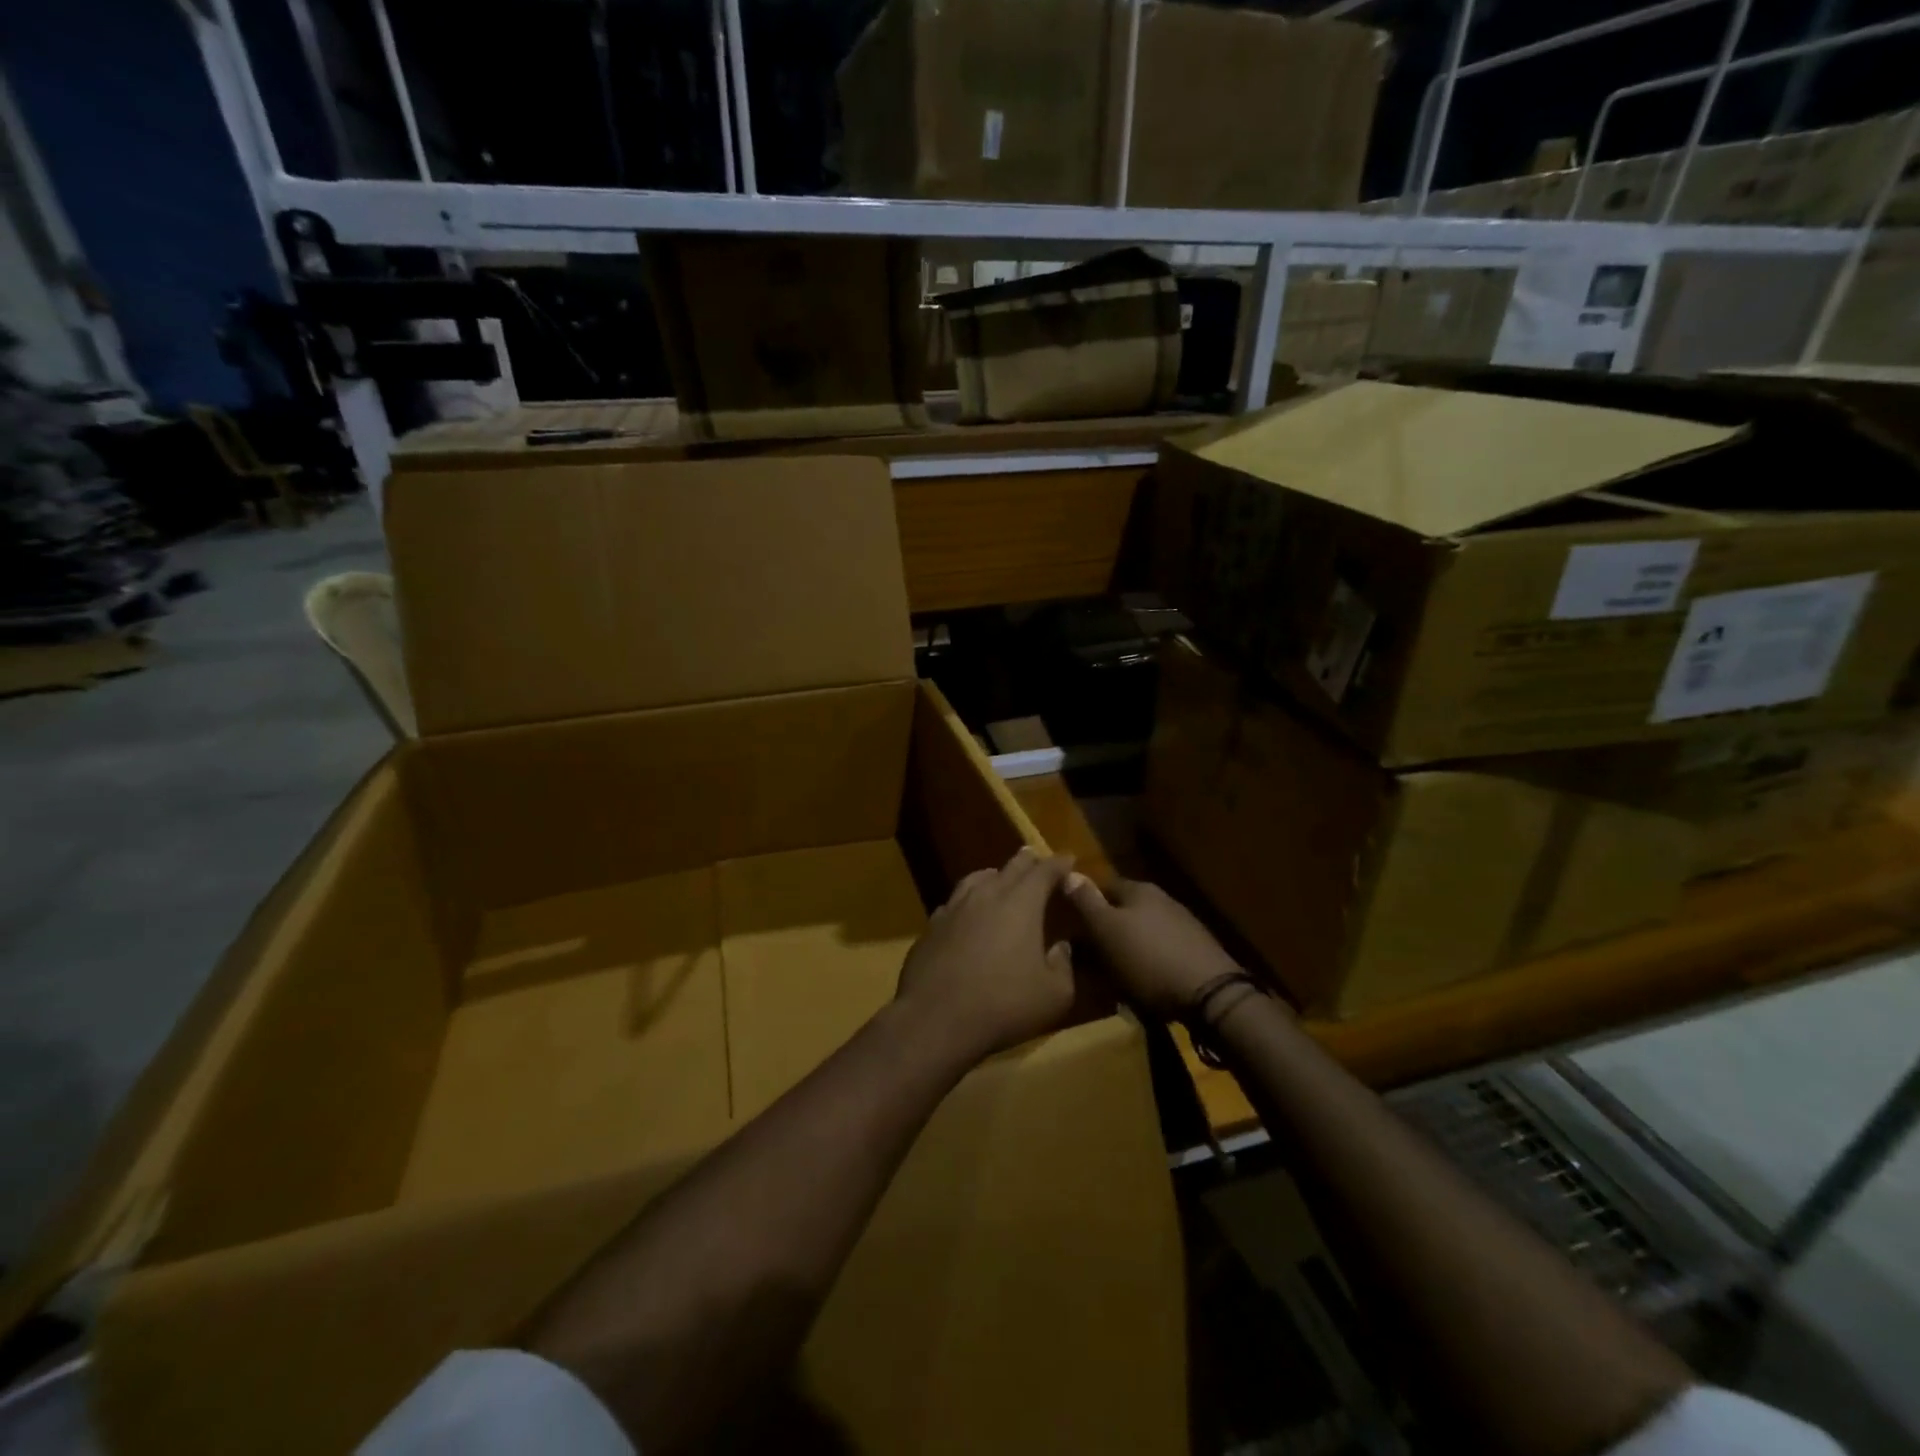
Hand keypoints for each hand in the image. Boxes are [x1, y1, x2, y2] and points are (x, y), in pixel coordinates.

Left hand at [894, 847, 1078, 1063]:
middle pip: (1010, 867)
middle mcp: (986, 895)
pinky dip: (967, 901)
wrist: (935, 1019)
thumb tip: (1061, 947)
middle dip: (1027, 862)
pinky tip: (966, 913)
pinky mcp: (931, 927)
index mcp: (1021, 903)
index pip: (1044, 871)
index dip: (1059, 864)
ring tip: (1000, 878)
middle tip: (1037, 859)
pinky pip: (953, 903)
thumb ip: (1062, 966)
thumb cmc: (1003, 1004)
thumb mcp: (1054, 995)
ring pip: (976, 879)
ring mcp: (953, 908)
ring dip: (993, 876)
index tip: (1069, 858)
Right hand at [1063, 875, 1242, 1020]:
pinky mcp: (1196, 951)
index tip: (1071, 925)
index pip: (1103, 886)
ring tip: (1113, 973)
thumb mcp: (1106, 930)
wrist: (1209, 994)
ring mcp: (1183, 925)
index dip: (1085, 904)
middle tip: (1088, 954)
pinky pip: (1161, 951)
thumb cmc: (1148, 959)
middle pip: (1124, 909)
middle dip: (1106, 928)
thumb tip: (1069, 872)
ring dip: (1128, 947)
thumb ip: (1086, 902)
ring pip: (1143, 931)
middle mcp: (1162, 900)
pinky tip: (1143, 982)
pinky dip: (1148, 962)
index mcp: (1138, 890)